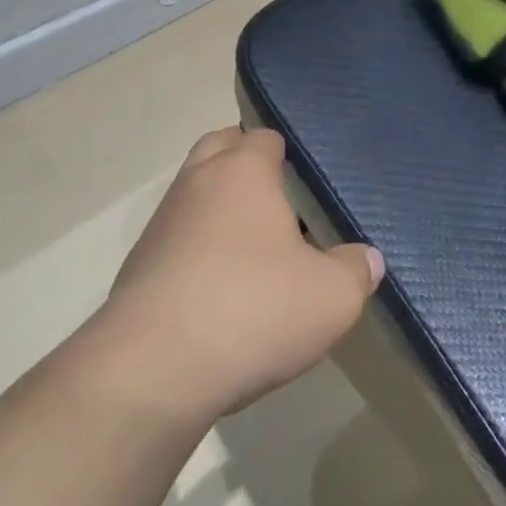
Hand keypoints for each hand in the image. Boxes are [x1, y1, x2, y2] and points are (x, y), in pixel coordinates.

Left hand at [102, 128, 383, 421]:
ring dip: (218, 207)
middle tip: (279, 198)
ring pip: (194, 193)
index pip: (263, 137)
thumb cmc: (253, 310)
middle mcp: (197, 182)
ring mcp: (161, 223)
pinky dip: (196, 248)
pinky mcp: (139, 265)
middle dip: (244, 162)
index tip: (308, 181)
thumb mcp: (332, 297)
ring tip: (253, 248)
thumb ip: (356, 270)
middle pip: (219, 148)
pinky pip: (176, 239)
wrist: (153, 368)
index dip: (287, 153)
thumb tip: (366, 259)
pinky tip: (219, 287)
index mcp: (242, 171)